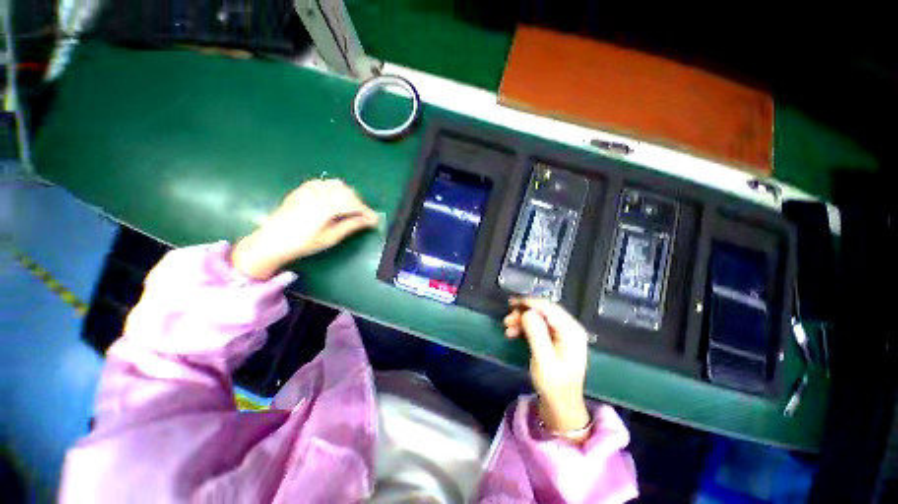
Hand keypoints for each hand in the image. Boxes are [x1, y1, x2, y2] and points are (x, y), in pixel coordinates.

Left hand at [232, 179, 378, 278]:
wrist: (273, 241)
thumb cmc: (303, 243)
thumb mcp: (330, 237)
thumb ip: (351, 226)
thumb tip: (369, 221)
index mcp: (326, 208)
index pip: (353, 204)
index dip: (366, 211)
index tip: (375, 219)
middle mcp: (318, 194)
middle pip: (347, 192)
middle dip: (359, 203)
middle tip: (363, 217)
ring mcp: (309, 189)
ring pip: (337, 185)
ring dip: (348, 195)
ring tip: (350, 208)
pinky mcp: (302, 189)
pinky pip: (324, 183)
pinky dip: (334, 189)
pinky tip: (334, 199)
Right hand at [504, 298, 590, 436]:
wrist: (560, 404)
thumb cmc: (553, 384)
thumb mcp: (543, 359)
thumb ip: (536, 333)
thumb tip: (527, 312)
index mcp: (571, 331)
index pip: (549, 308)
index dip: (530, 303)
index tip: (512, 303)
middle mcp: (569, 328)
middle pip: (544, 311)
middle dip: (524, 312)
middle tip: (507, 319)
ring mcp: (563, 333)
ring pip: (539, 317)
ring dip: (522, 320)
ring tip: (507, 327)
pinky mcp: (555, 339)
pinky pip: (538, 326)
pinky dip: (525, 327)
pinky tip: (513, 333)